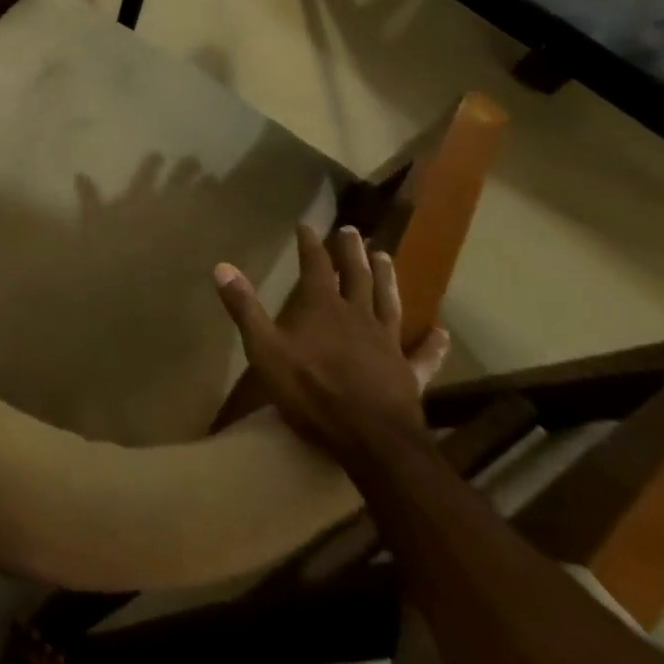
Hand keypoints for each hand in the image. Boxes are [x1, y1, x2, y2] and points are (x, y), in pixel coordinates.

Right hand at [214, 225, 449, 466]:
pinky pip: (422, 355)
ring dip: (386, 278)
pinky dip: (432, 343)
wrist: (368, 436)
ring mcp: (387, 342)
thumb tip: (222, 266)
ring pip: (388, 302)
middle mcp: (357, 315)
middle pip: (356, 276)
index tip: (306, 226)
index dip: (310, 244)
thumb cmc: (310, 389)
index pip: (315, 265)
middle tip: (353, 231)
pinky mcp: (408, 373)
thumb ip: (244, 307)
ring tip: (386, 257)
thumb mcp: (264, 348)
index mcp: (322, 307)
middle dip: (352, 252)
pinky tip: (441, 333)